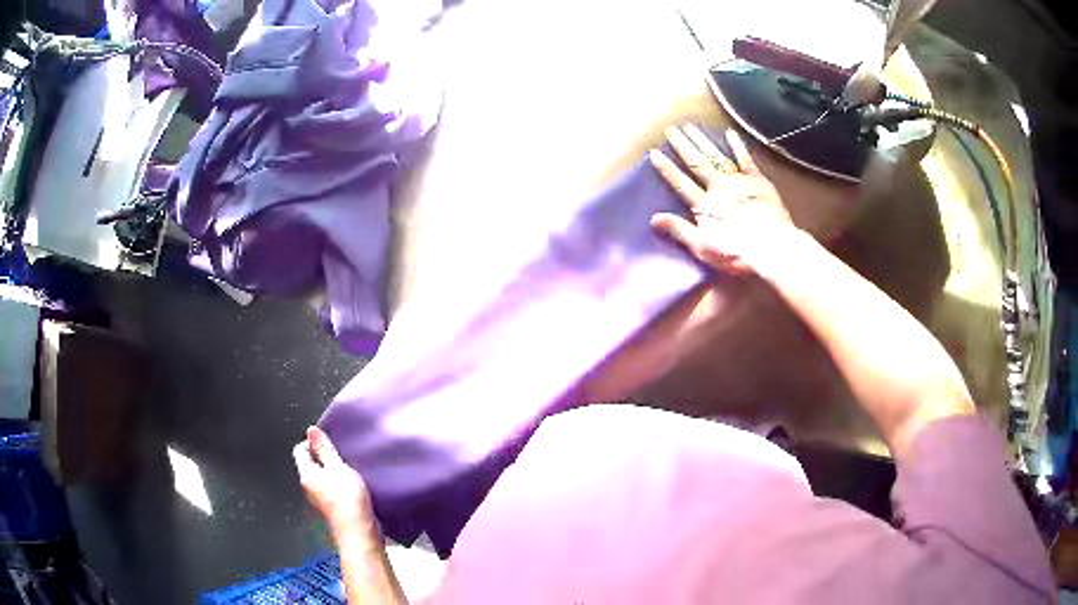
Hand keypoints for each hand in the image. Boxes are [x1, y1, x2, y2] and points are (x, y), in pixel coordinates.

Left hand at [293, 426, 377, 540]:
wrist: (359, 531)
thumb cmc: (347, 498)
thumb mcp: (338, 468)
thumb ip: (325, 449)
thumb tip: (311, 430)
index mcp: (306, 475)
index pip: (300, 450)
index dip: (312, 442)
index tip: (329, 442)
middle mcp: (308, 487)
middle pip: (310, 465)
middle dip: (323, 457)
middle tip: (341, 454)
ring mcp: (319, 500)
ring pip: (321, 479)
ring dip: (332, 473)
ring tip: (349, 469)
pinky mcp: (331, 510)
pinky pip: (330, 490)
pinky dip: (338, 485)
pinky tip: (353, 486)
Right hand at [650, 125, 794, 273]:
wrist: (772, 247)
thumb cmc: (737, 253)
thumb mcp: (702, 248)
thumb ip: (679, 230)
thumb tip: (653, 218)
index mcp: (704, 206)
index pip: (680, 183)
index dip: (667, 168)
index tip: (654, 152)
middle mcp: (718, 188)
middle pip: (696, 163)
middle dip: (682, 146)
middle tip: (670, 129)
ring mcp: (738, 182)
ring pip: (716, 157)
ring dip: (702, 141)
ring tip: (690, 126)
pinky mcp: (758, 182)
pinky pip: (746, 160)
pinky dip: (737, 146)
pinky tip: (729, 133)